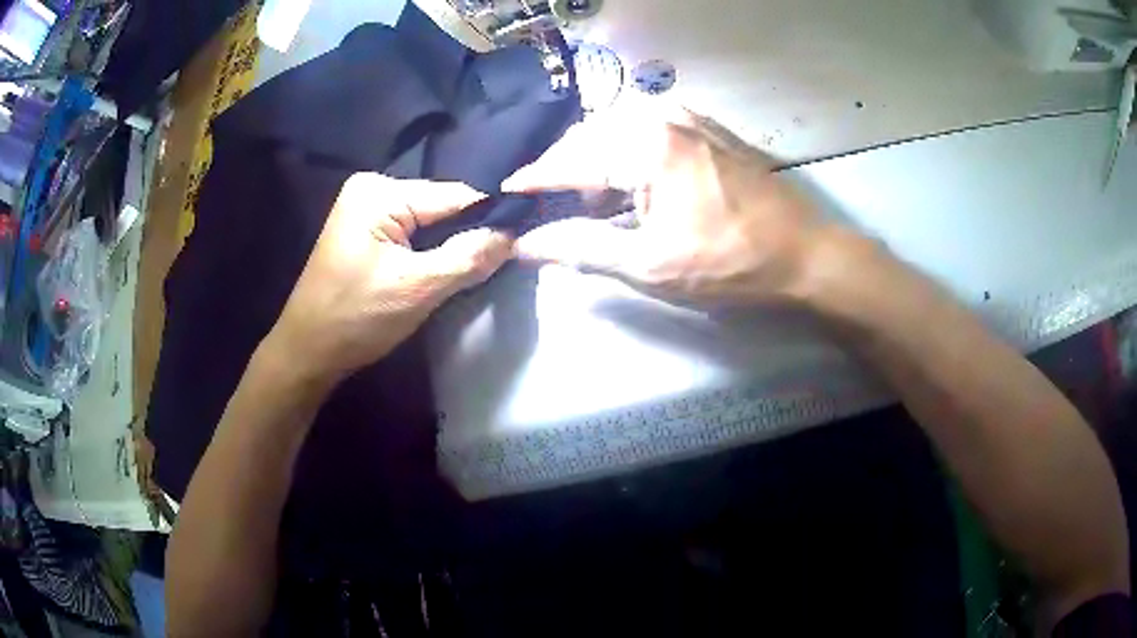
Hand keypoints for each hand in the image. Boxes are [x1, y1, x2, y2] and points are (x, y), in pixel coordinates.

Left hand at [265, 173, 512, 381]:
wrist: (307, 351)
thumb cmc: (356, 319)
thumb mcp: (418, 289)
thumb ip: (469, 257)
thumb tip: (514, 235)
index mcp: (380, 192)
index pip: (454, 196)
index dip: (489, 220)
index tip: (519, 245)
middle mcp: (372, 188)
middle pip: (441, 206)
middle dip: (465, 236)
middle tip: (492, 268)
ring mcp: (365, 208)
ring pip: (429, 221)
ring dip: (448, 246)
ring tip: (468, 273)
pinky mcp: (364, 229)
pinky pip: (411, 232)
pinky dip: (429, 251)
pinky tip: (437, 272)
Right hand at [502, 107, 849, 305]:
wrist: (802, 253)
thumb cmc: (727, 262)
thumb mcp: (648, 264)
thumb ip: (580, 249)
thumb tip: (527, 244)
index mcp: (644, 145)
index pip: (571, 159)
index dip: (535, 176)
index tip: (506, 189)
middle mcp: (662, 116)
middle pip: (591, 135)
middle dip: (564, 165)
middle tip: (546, 198)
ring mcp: (690, 116)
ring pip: (619, 126)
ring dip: (595, 154)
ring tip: (586, 191)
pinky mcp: (708, 127)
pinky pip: (649, 125)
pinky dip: (626, 145)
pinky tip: (628, 170)